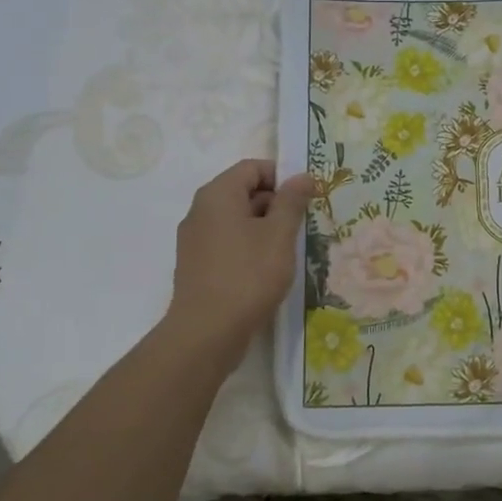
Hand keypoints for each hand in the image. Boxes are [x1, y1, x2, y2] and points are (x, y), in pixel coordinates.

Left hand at [168, 159, 314, 359]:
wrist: (207, 332)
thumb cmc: (248, 276)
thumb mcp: (279, 235)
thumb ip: (292, 201)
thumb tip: (303, 176)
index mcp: (218, 195)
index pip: (252, 168)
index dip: (282, 177)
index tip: (306, 198)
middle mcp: (201, 211)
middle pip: (243, 192)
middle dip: (276, 204)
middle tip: (303, 226)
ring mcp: (195, 239)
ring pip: (236, 220)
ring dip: (264, 229)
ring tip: (289, 251)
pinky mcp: (196, 265)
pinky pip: (227, 243)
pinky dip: (249, 248)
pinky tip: (267, 270)